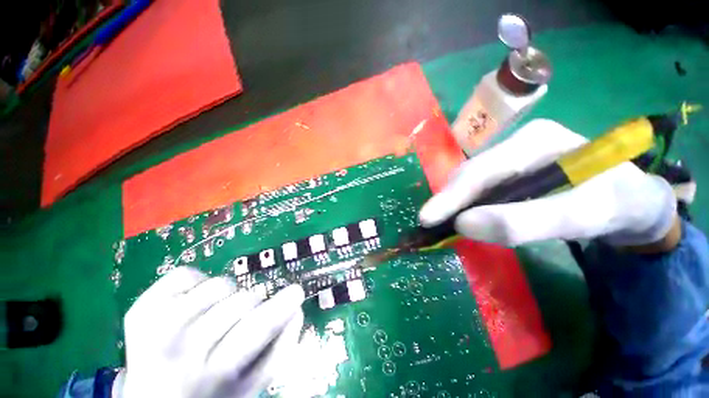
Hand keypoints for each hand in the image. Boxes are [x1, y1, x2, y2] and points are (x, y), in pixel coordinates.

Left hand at [116, 267, 303, 397]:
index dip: (281, 306)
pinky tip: (192, 304)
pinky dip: (196, 282)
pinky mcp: (140, 310)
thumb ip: (280, 348)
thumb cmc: (211, 391)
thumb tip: (297, 310)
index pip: (257, 329)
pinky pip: (184, 275)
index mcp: (215, 371)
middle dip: (252, 305)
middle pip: (241, 300)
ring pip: (219, 284)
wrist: (154, 397)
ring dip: (226, 295)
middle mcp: (182, 350)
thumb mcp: (252, 382)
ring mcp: (155, 327)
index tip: (297, 292)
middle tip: (242, 319)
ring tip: (216, 313)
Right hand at [420, 119, 677, 247]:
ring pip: (472, 181)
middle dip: (449, 200)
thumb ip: (524, 221)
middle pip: (471, 173)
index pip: (482, 170)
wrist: (636, 203)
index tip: (427, 219)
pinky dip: (467, 204)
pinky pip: (480, 188)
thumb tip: (464, 225)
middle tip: (431, 224)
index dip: (451, 196)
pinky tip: (464, 215)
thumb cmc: (618, 205)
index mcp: (536, 140)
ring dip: (455, 203)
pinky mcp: (512, 171)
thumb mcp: (583, 215)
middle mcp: (518, 143)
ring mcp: (513, 156)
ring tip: (442, 222)